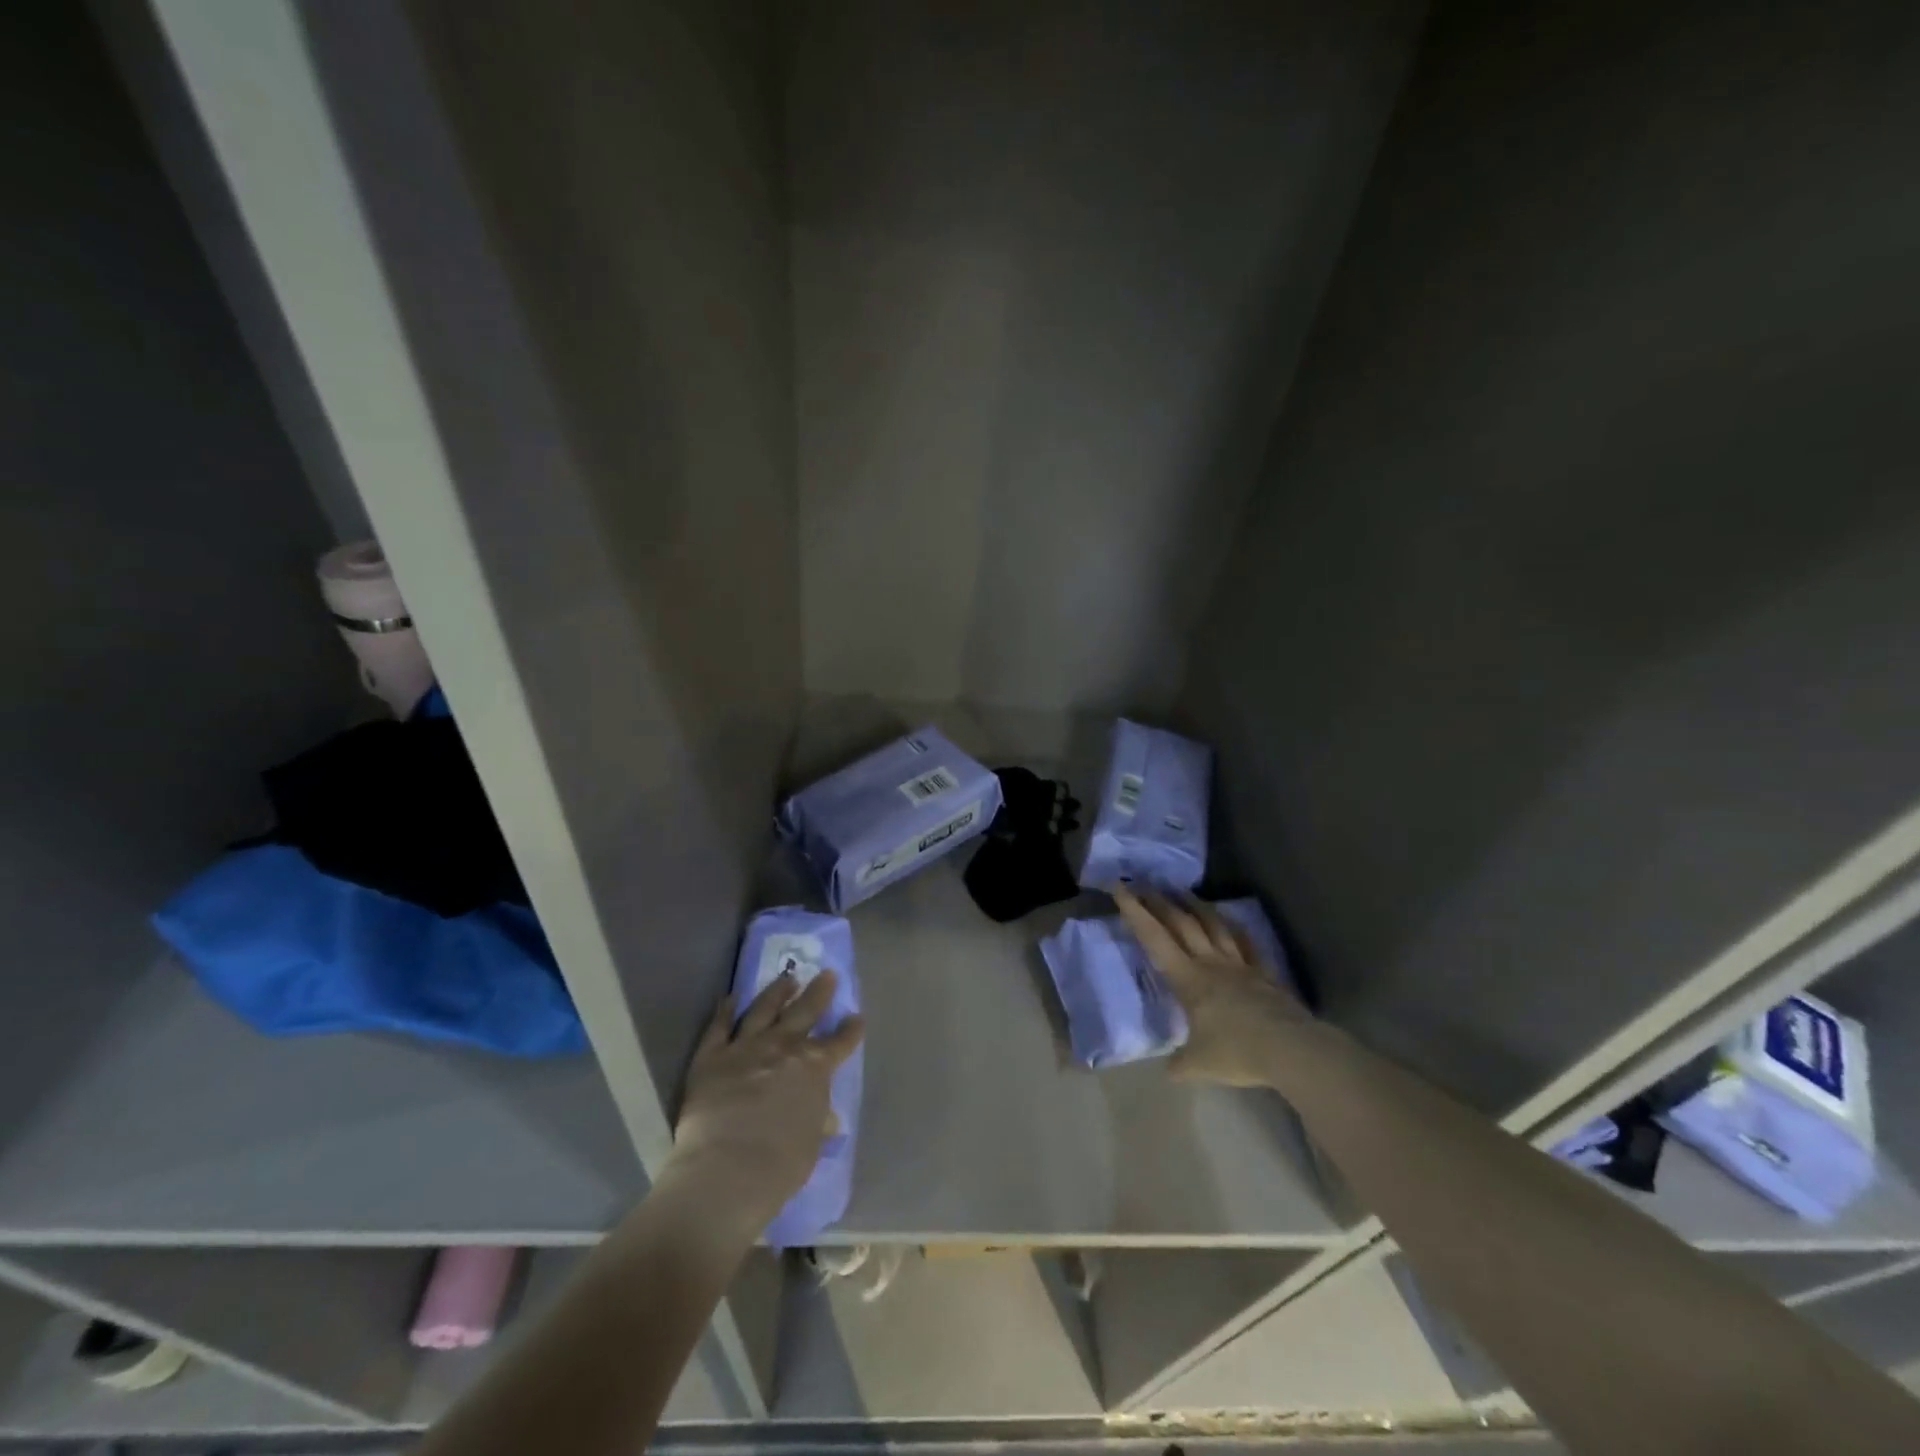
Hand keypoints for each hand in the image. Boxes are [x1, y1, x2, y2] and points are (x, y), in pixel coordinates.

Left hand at [666, 972, 864, 1236]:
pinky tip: (730, 999)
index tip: (857, 1018)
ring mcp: (746, 1047)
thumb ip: (816, 1120)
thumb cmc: (780, 1165)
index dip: (851, 1030)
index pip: (840, 1043)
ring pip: (764, 1009)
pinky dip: (724, 1011)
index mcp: (815, 1067)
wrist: (727, 1171)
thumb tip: (825, 1117)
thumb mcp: (811, 1142)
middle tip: (827, 974)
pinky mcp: (711, 1056)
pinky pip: (719, 1027)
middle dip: (819, 992)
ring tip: (787, 978)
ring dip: (777, 992)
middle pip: (805, 1011)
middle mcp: (783, 1047)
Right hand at [1115, 889, 1308, 1087]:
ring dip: (1195, 905)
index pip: (1154, 938)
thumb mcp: (1199, 1065)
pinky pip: (1246, 943)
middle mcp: (1210, 963)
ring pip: (1213, 925)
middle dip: (1159, 901)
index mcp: (1188, 979)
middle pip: (1182, 923)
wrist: (1292, 1049)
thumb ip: (1180, 1064)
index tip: (1119, 887)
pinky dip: (1235, 929)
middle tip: (1143, 883)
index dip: (1134, 912)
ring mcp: (1239, 965)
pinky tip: (1230, 921)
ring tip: (1182, 891)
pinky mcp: (1264, 973)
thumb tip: (1170, 1070)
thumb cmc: (1238, 1051)